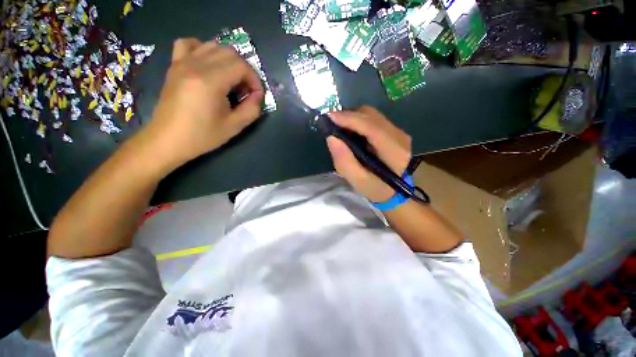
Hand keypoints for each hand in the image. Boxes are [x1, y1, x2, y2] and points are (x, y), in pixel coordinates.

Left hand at [136, 38, 263, 171]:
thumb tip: (258, 95)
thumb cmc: (202, 135)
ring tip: (231, 80)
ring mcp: (182, 62)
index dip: (254, 79)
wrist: (168, 139)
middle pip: (229, 52)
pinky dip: (203, 49)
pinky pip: (189, 44)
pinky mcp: (174, 65)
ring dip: (229, 60)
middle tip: (246, 89)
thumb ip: (252, 109)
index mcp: (210, 81)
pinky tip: (208, 64)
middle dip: (245, 70)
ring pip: (213, 46)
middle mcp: (195, 65)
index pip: (241, 66)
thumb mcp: (234, 127)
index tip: (256, 95)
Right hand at [326, 106, 410, 201]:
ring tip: (339, 127)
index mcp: (394, 151)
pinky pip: (374, 119)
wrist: (394, 191)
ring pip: (372, 115)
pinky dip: (359, 121)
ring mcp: (398, 132)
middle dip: (349, 116)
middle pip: (371, 116)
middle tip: (331, 124)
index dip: (350, 119)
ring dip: (353, 118)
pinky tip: (351, 131)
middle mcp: (399, 136)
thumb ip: (344, 161)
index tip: (330, 117)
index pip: (371, 127)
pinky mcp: (394, 132)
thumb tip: (331, 138)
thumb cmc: (376, 189)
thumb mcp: (358, 181)